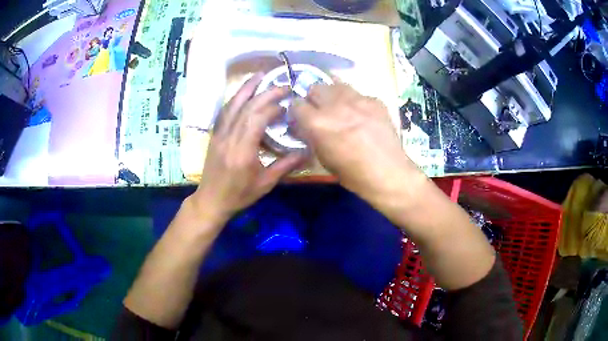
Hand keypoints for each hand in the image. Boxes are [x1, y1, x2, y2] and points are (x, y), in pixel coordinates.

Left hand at [190, 73, 305, 224]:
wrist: (211, 201)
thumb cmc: (239, 195)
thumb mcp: (265, 183)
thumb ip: (286, 165)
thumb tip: (308, 152)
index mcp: (243, 150)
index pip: (257, 118)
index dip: (273, 106)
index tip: (287, 103)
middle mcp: (229, 137)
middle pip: (247, 107)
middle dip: (265, 92)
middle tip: (282, 85)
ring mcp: (219, 134)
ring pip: (232, 105)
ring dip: (246, 88)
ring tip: (260, 75)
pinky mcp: (215, 135)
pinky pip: (225, 112)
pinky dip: (235, 99)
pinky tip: (243, 93)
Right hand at [292, 82, 421, 200]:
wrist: (388, 173)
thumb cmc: (352, 174)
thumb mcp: (322, 158)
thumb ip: (310, 136)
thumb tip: (302, 125)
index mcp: (318, 122)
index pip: (296, 104)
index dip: (297, 111)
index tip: (301, 117)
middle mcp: (335, 105)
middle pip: (315, 87)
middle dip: (314, 98)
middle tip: (320, 110)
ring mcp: (357, 99)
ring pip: (336, 84)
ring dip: (333, 94)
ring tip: (340, 107)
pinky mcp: (375, 100)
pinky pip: (359, 94)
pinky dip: (355, 102)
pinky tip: (362, 115)